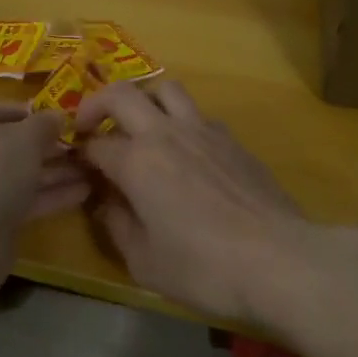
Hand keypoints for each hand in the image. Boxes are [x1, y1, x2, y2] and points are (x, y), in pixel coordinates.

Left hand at [0, 103, 90, 260]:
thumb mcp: (26, 137)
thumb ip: (46, 123)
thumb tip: (58, 116)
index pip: (5, 110)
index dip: (37, 113)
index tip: (69, 117)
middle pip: (15, 143)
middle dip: (51, 145)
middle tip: (88, 143)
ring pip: (23, 172)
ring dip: (57, 170)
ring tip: (95, 166)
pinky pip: (26, 198)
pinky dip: (51, 194)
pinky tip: (85, 191)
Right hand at [76, 80, 310, 324]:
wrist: (279, 260)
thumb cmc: (204, 267)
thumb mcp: (145, 263)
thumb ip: (118, 226)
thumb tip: (107, 202)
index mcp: (137, 161)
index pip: (95, 144)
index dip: (80, 153)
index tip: (78, 168)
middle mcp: (165, 133)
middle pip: (121, 93)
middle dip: (97, 104)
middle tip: (91, 126)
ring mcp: (203, 130)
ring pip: (165, 89)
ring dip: (144, 100)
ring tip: (141, 126)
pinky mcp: (232, 139)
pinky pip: (197, 114)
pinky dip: (181, 122)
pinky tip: (186, 152)